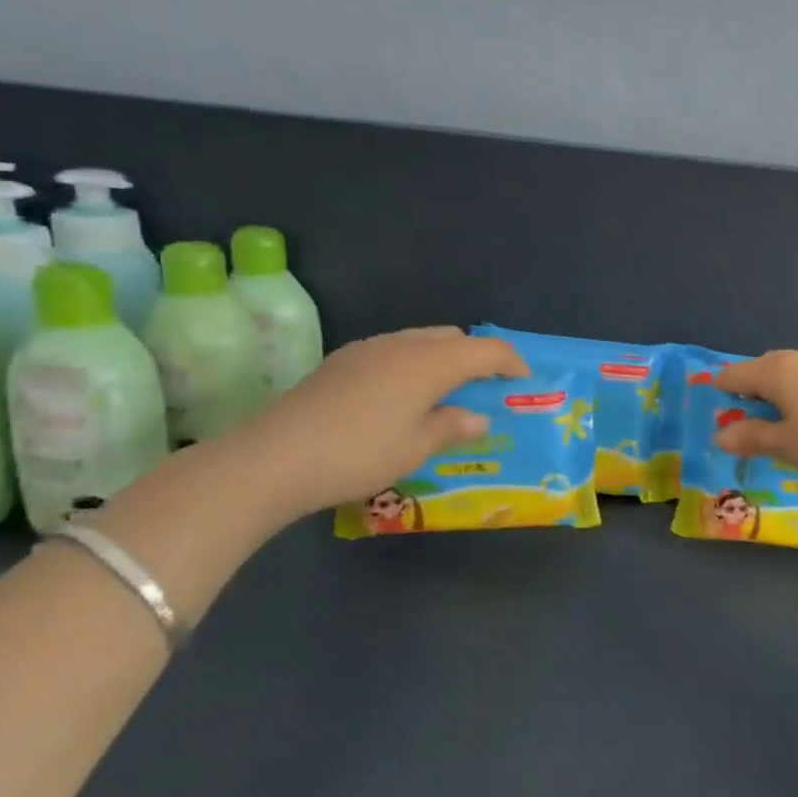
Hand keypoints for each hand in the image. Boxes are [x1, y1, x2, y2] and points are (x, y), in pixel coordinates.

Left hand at [236, 327, 528, 514]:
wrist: (272, 459)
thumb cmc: (359, 453)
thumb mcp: (416, 447)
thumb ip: (452, 426)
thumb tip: (477, 417)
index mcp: (430, 362)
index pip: (485, 350)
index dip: (511, 362)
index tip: (525, 380)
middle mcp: (402, 345)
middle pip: (453, 338)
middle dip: (476, 357)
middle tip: (486, 387)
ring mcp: (367, 350)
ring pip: (420, 340)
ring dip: (442, 359)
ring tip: (446, 392)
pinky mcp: (341, 362)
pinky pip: (393, 351)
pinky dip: (412, 364)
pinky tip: (401, 396)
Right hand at [713, 349, 797, 500]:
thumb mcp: (788, 447)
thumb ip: (752, 437)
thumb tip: (720, 434)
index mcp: (783, 371)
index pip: (739, 373)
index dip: (724, 386)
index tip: (714, 399)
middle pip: (771, 366)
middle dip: (755, 384)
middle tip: (748, 411)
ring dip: (787, 387)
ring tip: (787, 415)